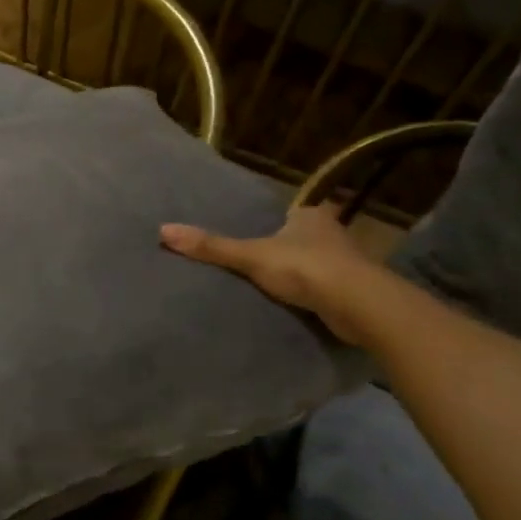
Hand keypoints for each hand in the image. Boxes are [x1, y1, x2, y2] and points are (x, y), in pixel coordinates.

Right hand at [160, 204, 386, 344]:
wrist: (356, 303)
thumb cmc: (303, 268)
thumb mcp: (250, 256)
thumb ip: (212, 247)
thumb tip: (164, 230)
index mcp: (310, 215)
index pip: (292, 213)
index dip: (278, 223)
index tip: (262, 237)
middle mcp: (333, 232)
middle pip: (306, 237)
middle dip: (292, 247)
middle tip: (266, 263)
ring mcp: (348, 262)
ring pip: (320, 262)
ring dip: (306, 272)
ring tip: (280, 287)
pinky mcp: (355, 290)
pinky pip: (329, 287)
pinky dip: (317, 294)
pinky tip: (302, 305)